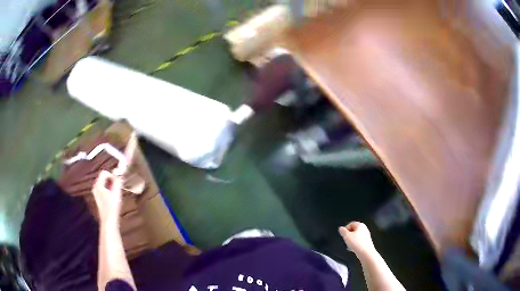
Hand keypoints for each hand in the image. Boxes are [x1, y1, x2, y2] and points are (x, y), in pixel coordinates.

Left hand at [92, 170, 123, 221]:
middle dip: (112, 180)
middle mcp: (95, 187)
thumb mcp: (116, 192)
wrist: (109, 221)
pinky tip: (113, 198)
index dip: (112, 175)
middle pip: (104, 177)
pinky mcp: (99, 198)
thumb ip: (117, 181)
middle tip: (118, 188)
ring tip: (116, 194)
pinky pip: (104, 189)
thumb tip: (118, 172)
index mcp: (98, 184)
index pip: (104, 172)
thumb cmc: (112, 207)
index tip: (118, 183)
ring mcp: (96, 193)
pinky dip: (109, 190)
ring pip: (104, 183)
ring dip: (111, 186)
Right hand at [339, 221, 375, 255]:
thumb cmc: (358, 243)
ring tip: (349, 245)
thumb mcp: (347, 236)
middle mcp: (364, 229)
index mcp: (360, 225)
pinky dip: (355, 244)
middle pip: (353, 230)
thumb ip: (343, 231)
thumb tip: (341, 228)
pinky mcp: (366, 242)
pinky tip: (352, 249)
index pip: (351, 224)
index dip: (346, 229)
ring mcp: (366, 236)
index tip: (343, 234)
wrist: (365, 252)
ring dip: (351, 241)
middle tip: (346, 240)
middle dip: (348, 236)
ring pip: (355, 237)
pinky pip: (358, 242)